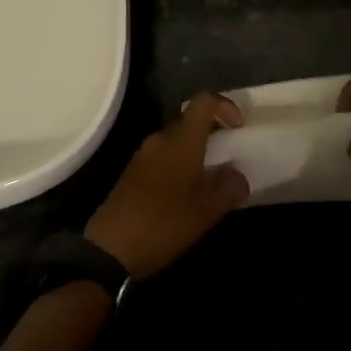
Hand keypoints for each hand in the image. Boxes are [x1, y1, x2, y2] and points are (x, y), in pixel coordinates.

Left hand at [85, 93, 250, 279]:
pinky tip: (186, 193)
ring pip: (177, 139)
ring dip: (197, 151)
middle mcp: (161, 138)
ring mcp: (144, 154)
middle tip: (230, 157)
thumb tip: (238, 175)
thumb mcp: (206, 211)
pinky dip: (181, 163)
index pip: (205, 102)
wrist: (110, 248)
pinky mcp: (133, 171)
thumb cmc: (163, 224)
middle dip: (214, 133)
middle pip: (191, 120)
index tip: (240, 128)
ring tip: (211, 179)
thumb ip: (229, 188)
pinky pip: (164, 155)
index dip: (226, 107)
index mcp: (181, 140)